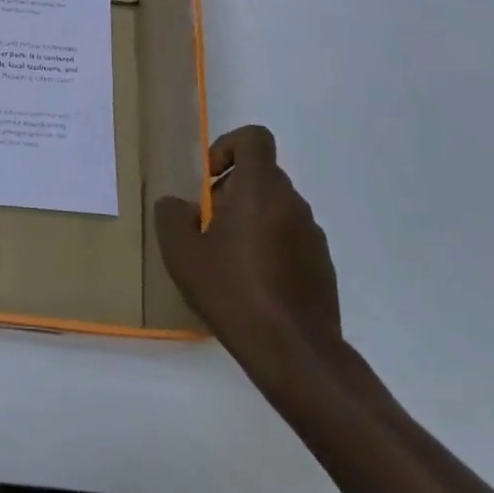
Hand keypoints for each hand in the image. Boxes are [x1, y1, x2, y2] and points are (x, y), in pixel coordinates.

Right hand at [154, 125, 342, 388]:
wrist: (295, 353)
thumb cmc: (233, 292)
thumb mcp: (181, 252)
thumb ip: (171, 215)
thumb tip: (181, 206)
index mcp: (260, 190)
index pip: (254, 138)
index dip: (228, 147)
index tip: (209, 180)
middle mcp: (292, 204)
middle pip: (260, 175)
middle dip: (229, 192)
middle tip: (207, 228)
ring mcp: (312, 235)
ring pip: (274, 208)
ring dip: (248, 221)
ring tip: (226, 261)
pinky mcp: (322, 266)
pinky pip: (289, 238)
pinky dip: (269, 247)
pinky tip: (251, 285)